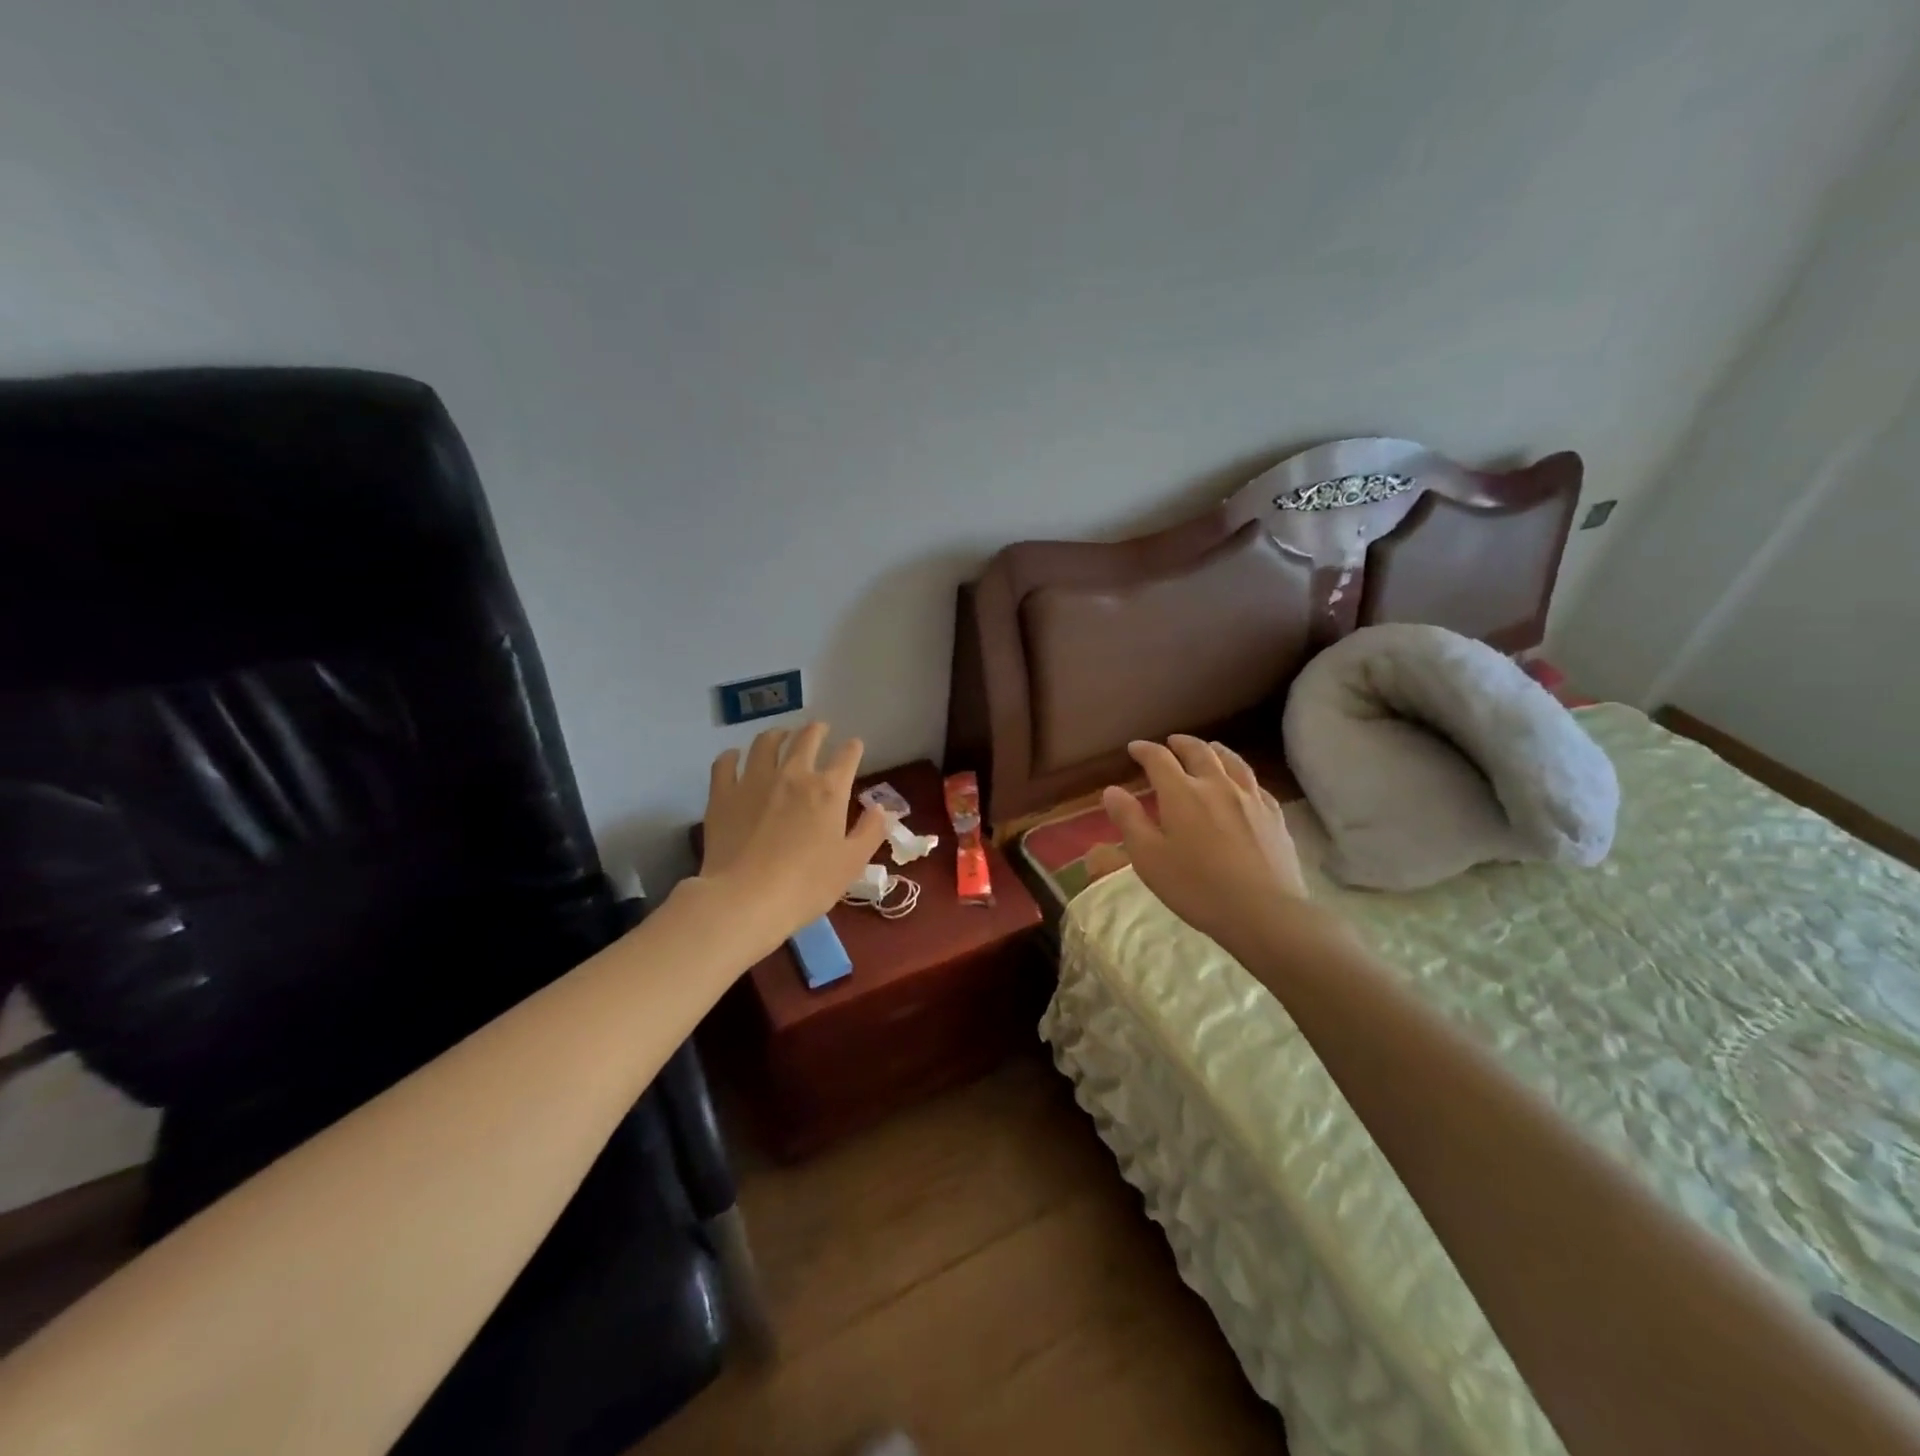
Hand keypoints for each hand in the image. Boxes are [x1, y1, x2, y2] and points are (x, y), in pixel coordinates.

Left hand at [696, 722, 890, 946]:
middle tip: (819, 729)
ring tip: (780, 736)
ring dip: (777, 735)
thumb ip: (870, 831)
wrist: (746, 899)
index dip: (853, 748)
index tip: (854, 746)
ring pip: (766, 743)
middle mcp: (793, 775)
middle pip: (807, 739)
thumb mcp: (852, 863)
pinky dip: (732, 756)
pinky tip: (734, 757)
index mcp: (828, 790)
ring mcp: (754, 781)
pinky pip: (725, 763)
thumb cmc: (807, 885)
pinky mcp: (723, 794)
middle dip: (817, 730)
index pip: (847, 756)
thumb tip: (881, 808)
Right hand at [1102, 735, 1308, 951]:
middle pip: (1199, 752)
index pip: (1159, 759)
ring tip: (1208, 748)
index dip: (1145, 750)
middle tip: (1171, 742)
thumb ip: (1129, 820)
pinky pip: (1255, 784)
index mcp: (1182, 793)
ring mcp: (1250, 799)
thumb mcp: (1148, 858)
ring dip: (1215, 750)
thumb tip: (1112, 790)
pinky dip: (1241, 775)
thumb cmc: (1196, 887)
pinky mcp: (1274, 816)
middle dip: (1181, 744)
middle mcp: (1217, 786)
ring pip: (1232, 762)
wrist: (1263, 912)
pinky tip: (1242, 784)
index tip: (1134, 748)